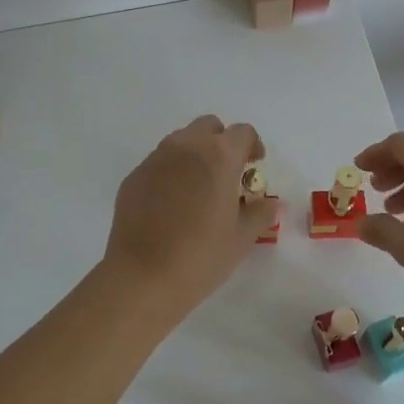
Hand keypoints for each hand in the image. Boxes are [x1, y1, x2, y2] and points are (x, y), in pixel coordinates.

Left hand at [100, 115, 274, 318]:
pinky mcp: (134, 176)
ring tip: (199, 188)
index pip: (242, 132)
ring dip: (195, 154)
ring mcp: (155, 159)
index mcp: (219, 156)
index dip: (253, 145)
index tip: (254, 166)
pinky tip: (171, 205)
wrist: (143, 277)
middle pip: (208, 127)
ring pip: (181, 141)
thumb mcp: (242, 238)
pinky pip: (158, 163)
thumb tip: (269, 203)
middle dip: (221, 142)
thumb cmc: (202, 256)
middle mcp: (186, 147)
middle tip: (227, 173)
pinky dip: (171, 173)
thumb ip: (260, 212)